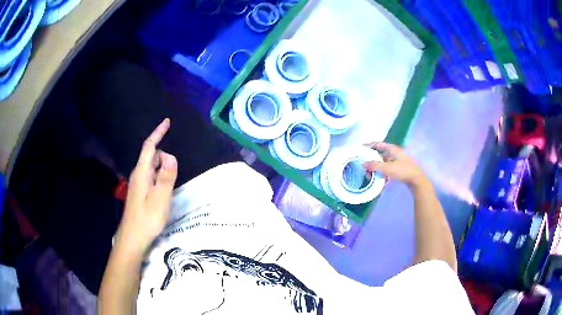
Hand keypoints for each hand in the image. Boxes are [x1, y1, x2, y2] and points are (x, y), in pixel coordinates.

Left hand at [117, 119, 177, 250]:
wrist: (133, 238)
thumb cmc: (147, 219)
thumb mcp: (160, 199)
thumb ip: (166, 177)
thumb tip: (171, 157)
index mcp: (142, 173)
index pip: (149, 147)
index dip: (158, 133)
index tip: (167, 122)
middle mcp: (139, 175)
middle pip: (152, 156)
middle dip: (164, 157)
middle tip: (175, 174)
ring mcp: (139, 184)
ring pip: (152, 167)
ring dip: (163, 168)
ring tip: (172, 182)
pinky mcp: (141, 192)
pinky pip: (152, 177)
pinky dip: (160, 176)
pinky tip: (165, 188)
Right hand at [363, 142, 426, 188]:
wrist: (416, 180)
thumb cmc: (402, 171)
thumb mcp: (387, 168)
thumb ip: (374, 166)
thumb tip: (363, 163)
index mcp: (392, 149)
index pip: (378, 144)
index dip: (370, 145)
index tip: (361, 148)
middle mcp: (395, 153)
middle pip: (381, 153)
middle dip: (372, 158)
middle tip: (364, 163)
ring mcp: (397, 160)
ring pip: (384, 161)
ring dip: (377, 166)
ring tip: (370, 173)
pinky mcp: (399, 168)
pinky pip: (388, 167)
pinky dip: (382, 171)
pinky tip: (379, 177)